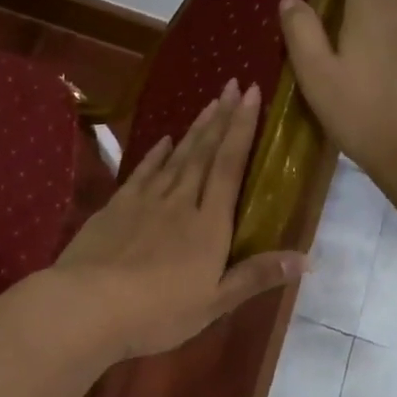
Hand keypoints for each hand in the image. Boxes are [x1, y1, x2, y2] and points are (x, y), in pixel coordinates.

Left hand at [53, 80, 306, 361]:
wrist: (89, 305)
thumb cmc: (159, 311)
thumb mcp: (214, 302)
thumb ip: (257, 276)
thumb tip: (307, 260)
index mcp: (208, 224)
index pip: (230, 166)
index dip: (242, 129)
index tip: (251, 94)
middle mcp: (179, 202)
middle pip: (204, 153)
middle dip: (221, 118)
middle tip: (232, 85)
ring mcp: (144, 201)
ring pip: (175, 157)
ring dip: (194, 130)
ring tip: (209, 104)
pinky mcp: (115, 207)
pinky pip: (142, 173)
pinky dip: (155, 154)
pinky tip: (162, 140)